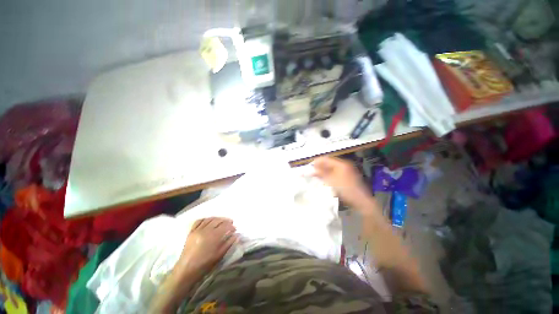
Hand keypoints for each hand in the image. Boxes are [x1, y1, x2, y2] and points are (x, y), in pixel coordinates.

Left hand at [175, 217, 237, 278]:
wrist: (187, 270)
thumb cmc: (205, 264)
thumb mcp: (220, 255)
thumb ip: (229, 243)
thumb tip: (236, 235)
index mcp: (214, 236)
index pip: (225, 225)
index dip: (231, 226)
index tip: (234, 228)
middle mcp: (206, 230)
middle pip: (218, 220)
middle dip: (226, 220)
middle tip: (230, 223)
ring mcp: (197, 230)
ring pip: (209, 219)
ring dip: (217, 218)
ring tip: (221, 221)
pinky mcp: (191, 231)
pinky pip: (199, 221)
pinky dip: (206, 219)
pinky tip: (209, 221)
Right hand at [313, 156, 374, 210]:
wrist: (360, 201)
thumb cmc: (345, 189)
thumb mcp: (331, 181)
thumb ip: (320, 173)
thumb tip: (311, 169)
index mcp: (341, 164)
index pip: (325, 159)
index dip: (316, 162)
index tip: (308, 167)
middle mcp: (344, 165)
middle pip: (328, 163)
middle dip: (319, 167)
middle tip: (311, 172)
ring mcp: (346, 171)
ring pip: (331, 168)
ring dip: (323, 171)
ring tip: (316, 176)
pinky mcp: (347, 177)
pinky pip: (335, 173)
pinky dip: (328, 175)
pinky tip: (324, 179)